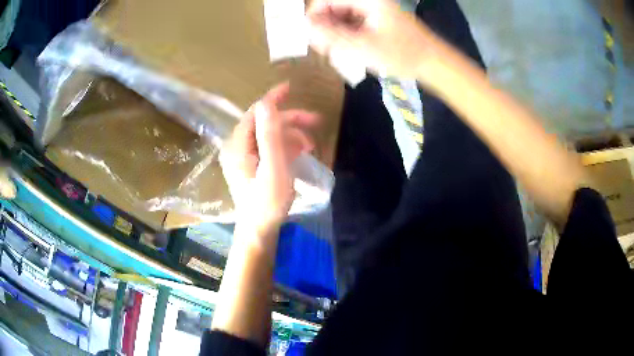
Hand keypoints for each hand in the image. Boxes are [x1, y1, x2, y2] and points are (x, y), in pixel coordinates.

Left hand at [220, 83, 317, 238]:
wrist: (259, 230)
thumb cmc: (268, 202)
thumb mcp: (273, 168)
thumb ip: (270, 135)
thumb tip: (267, 104)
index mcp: (238, 145)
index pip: (255, 112)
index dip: (273, 99)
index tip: (290, 87)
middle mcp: (236, 147)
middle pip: (264, 123)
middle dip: (290, 121)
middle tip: (315, 123)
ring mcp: (241, 157)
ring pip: (268, 135)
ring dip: (290, 136)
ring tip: (309, 147)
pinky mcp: (249, 165)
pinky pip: (267, 147)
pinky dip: (284, 147)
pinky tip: (298, 154)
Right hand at [307, 0, 443, 79]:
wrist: (432, 62)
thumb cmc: (401, 53)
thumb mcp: (362, 46)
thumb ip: (330, 35)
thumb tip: (305, 25)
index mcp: (366, 0)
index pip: (327, 0)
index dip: (314, 17)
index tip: (312, 37)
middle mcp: (368, 1)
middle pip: (334, 7)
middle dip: (325, 27)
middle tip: (324, 49)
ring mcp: (373, 9)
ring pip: (342, 16)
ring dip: (335, 33)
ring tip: (336, 52)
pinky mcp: (377, 19)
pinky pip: (353, 23)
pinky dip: (347, 35)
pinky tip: (348, 50)